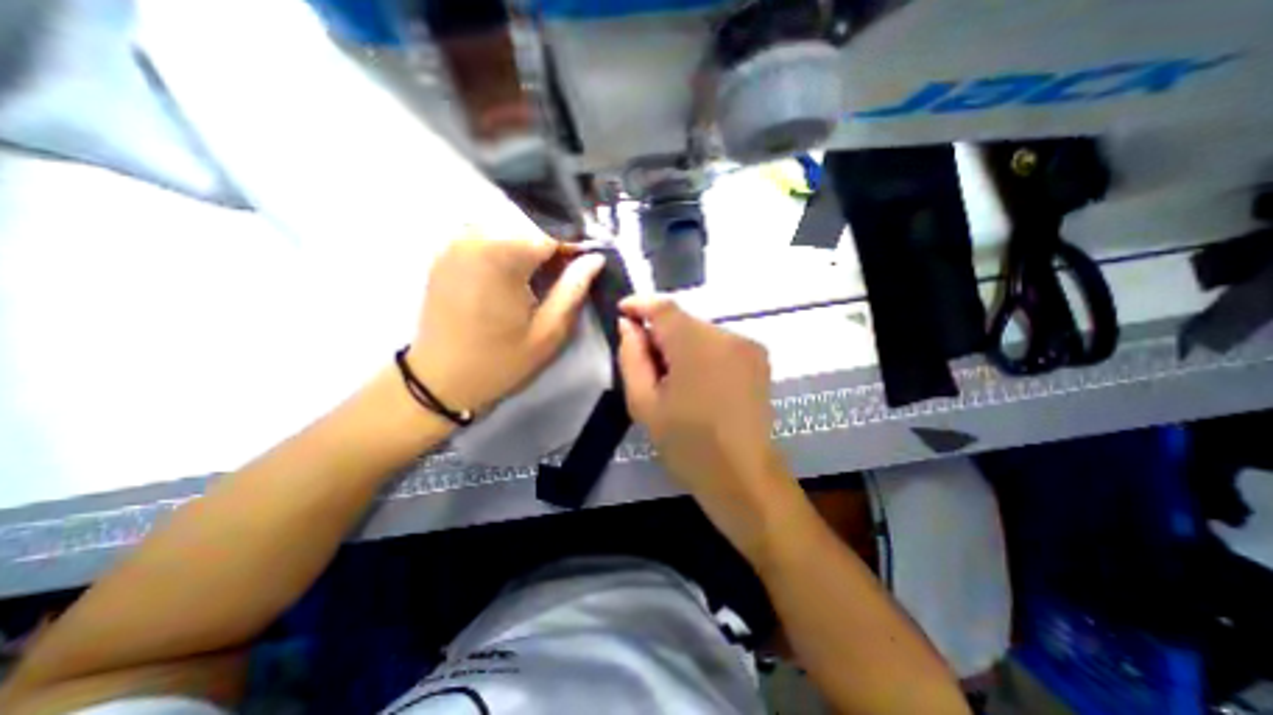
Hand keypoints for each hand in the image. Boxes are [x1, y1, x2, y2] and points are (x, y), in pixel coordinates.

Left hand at [412, 232, 602, 412]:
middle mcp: (475, 235)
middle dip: (551, 246)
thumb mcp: (549, 331)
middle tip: (560, 277)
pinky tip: (509, 276)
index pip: (552, 232)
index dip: (573, 248)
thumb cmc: (501, 359)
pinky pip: (484, 236)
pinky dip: (505, 248)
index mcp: (503, 252)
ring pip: (507, 227)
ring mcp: (454, 242)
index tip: (583, 269)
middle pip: (529, 225)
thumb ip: (574, 288)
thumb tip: (594, 258)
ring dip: (527, 246)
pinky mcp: (444, 253)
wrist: (440, 380)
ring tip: (536, 277)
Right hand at [616, 292, 786, 507]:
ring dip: (683, 345)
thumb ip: (632, 357)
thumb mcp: (644, 403)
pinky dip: (704, 354)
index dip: (640, 304)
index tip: (623, 311)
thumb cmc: (687, 443)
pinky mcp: (760, 358)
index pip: (663, 307)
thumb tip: (628, 325)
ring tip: (675, 379)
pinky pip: (721, 345)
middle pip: (684, 320)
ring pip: (702, 333)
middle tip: (647, 362)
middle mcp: (726, 336)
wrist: (742, 474)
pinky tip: (700, 383)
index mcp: (695, 345)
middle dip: (661, 333)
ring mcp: (748, 346)